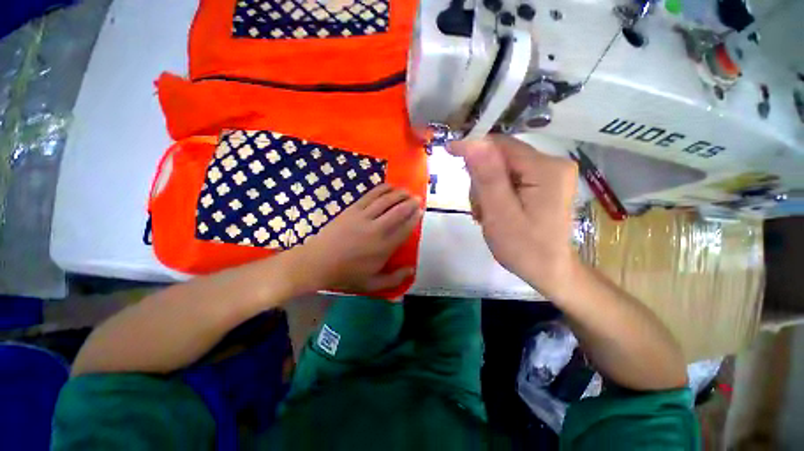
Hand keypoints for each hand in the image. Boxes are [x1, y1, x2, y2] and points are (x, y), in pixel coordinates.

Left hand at [289, 184, 421, 293]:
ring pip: (386, 200)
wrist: (317, 263)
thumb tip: (412, 270)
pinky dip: (382, 189)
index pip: (405, 228)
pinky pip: (370, 195)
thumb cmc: (346, 275)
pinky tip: (389, 187)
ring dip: (399, 193)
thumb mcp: (372, 284)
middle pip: (398, 210)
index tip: (421, 211)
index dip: (415, 218)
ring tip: (407, 191)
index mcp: (384, 247)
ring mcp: (363, 217)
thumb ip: (394, 279)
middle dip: (411, 202)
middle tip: (418, 198)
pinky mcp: (352, 209)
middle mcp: (376, 229)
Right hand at [448, 135, 578, 297]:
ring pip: (502, 167)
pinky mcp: (544, 181)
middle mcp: (552, 163)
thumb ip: (487, 177)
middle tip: (478, 208)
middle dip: (481, 179)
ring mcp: (549, 172)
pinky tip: (494, 210)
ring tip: (486, 214)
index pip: (500, 145)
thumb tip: (472, 142)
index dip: (472, 148)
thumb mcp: (500, 215)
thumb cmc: (524, 249)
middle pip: (501, 156)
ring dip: (486, 188)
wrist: (550, 271)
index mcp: (545, 169)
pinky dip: (495, 192)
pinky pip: (509, 177)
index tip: (449, 151)